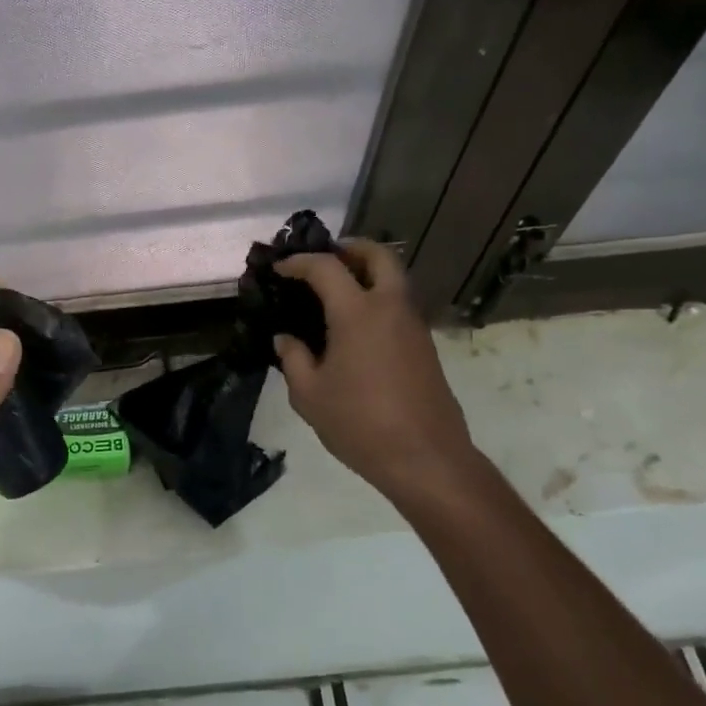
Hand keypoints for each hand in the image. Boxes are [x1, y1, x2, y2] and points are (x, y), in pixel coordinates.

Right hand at [274, 240, 478, 499]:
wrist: (425, 457)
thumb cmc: (359, 423)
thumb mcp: (309, 395)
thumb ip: (293, 359)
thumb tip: (286, 339)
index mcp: (358, 313)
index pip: (326, 268)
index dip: (300, 263)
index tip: (280, 269)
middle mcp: (390, 308)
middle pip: (379, 256)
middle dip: (351, 248)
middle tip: (325, 259)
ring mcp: (413, 326)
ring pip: (394, 279)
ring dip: (367, 273)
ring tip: (335, 292)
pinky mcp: (424, 346)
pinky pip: (399, 305)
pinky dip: (377, 298)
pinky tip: (354, 326)